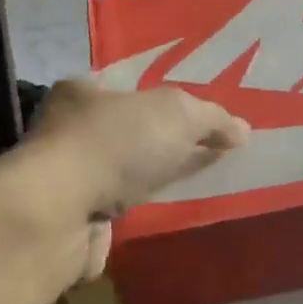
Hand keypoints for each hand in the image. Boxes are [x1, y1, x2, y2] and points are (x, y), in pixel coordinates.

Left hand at [27, 79, 249, 278]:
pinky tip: (163, 210)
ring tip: (193, 181)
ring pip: (122, 170)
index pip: (129, 86)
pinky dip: (139, 208)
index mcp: (84, 91)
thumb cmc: (116, 144)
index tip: (197, 115)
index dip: (164, 97)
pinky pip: (117, 206)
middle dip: (164, 140)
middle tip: (205, 149)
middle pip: (128, 130)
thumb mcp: (177, 115)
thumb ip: (212, 118)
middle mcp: (70, 129)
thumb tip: (242, 129)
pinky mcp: (73, 217)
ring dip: (151, 176)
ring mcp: (69, 176)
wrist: (61, 213)